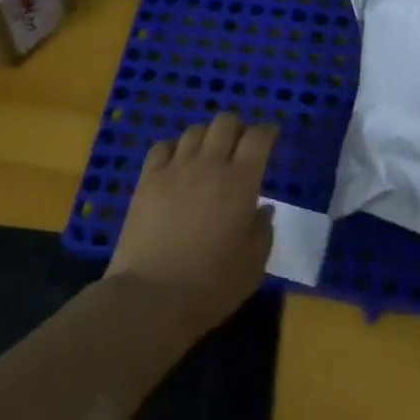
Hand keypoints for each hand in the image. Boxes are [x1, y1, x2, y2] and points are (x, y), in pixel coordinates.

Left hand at [106, 112, 276, 338]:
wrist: (151, 297)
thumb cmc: (211, 285)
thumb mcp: (254, 265)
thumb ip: (263, 231)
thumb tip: (262, 209)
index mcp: (241, 182)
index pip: (258, 137)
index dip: (267, 131)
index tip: (271, 136)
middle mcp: (209, 165)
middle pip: (225, 122)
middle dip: (237, 127)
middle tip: (240, 146)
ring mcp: (175, 169)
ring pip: (194, 131)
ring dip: (207, 136)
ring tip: (208, 154)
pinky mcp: (147, 179)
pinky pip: (162, 146)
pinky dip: (175, 148)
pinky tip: (177, 163)